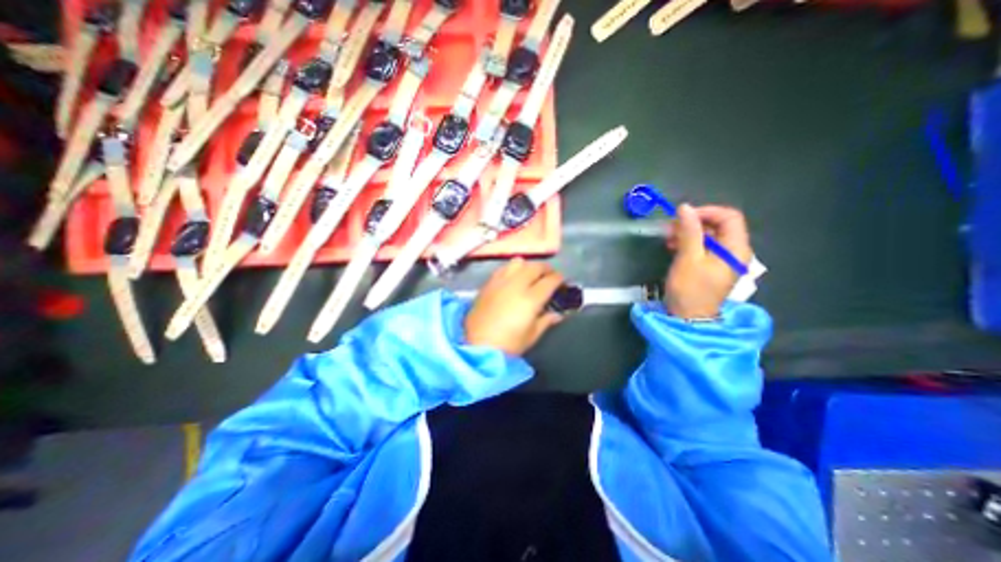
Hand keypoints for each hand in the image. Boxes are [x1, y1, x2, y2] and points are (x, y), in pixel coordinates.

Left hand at [465, 259, 565, 355]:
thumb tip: (557, 315)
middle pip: (535, 267)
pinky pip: (503, 268)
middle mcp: (516, 285)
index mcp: (530, 299)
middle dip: (546, 269)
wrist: (477, 345)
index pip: (549, 281)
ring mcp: (500, 282)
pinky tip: (512, 278)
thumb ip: (546, 321)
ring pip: (518, 262)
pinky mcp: (488, 283)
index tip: (561, 280)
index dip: (558, 279)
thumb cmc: (508, 344)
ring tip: (530, 274)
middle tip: (549, 275)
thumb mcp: (532, 335)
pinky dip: (512, 269)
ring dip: (528, 266)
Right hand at [663, 204, 749, 319]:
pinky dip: (688, 243)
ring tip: (668, 239)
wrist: (688, 318)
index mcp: (736, 248)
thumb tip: (685, 207)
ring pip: (709, 236)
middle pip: (719, 226)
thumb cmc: (690, 288)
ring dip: (688, 233)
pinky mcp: (712, 267)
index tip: (683, 216)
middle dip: (694, 223)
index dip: (707, 212)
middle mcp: (734, 251)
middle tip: (671, 228)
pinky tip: (673, 247)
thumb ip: (689, 231)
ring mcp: (724, 260)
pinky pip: (703, 247)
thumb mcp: (688, 258)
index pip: (730, 217)